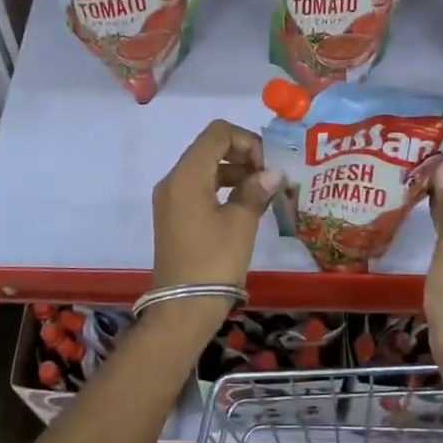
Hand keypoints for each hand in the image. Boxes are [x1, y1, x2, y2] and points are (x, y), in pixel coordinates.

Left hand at [147, 120, 281, 336]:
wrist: (182, 308)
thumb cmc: (213, 262)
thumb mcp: (241, 224)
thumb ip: (256, 190)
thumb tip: (273, 173)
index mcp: (187, 176)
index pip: (217, 133)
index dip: (246, 141)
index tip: (266, 166)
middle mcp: (173, 180)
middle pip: (209, 147)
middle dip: (242, 155)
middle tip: (268, 178)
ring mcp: (170, 198)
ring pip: (205, 168)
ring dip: (234, 172)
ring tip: (261, 193)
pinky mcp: (173, 215)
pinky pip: (198, 187)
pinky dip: (222, 187)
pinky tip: (244, 206)